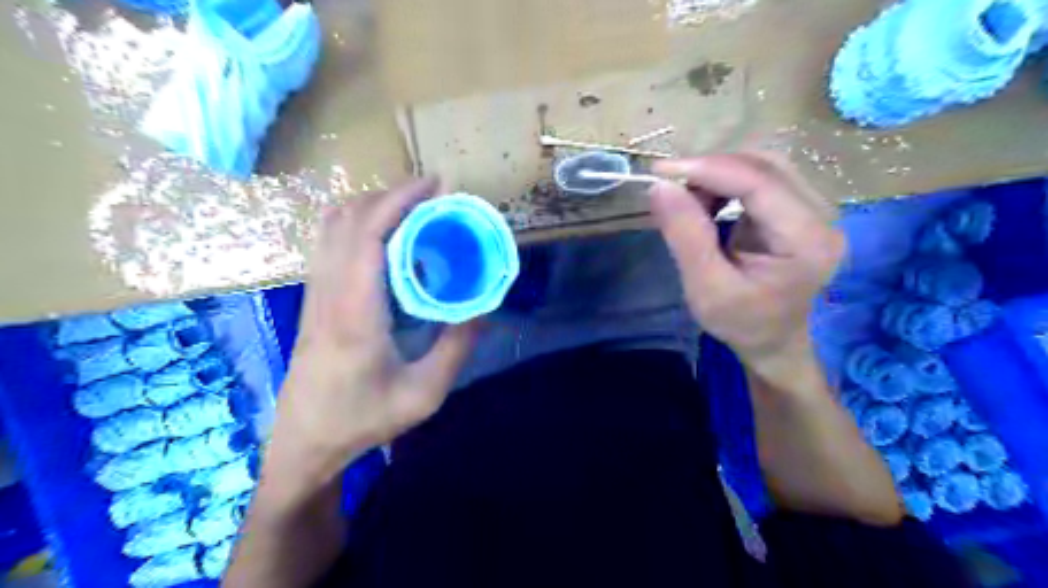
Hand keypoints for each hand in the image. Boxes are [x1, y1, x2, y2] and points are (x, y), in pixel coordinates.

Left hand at [273, 176, 476, 474]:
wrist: (306, 441)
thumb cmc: (363, 419)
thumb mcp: (424, 394)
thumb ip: (456, 348)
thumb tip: (483, 309)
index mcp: (355, 312)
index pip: (367, 234)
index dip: (399, 200)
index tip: (434, 184)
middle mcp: (329, 291)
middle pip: (348, 218)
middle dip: (391, 195)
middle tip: (434, 198)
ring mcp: (315, 292)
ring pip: (333, 226)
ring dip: (373, 206)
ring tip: (413, 211)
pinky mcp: (313, 298)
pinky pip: (331, 242)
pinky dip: (359, 223)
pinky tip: (388, 239)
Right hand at [653, 154, 844, 377]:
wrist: (773, 341)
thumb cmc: (741, 322)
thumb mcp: (705, 288)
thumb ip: (685, 235)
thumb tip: (660, 186)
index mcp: (807, 240)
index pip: (759, 182)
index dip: (708, 168)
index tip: (660, 170)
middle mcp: (823, 215)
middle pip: (765, 165)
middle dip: (712, 170)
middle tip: (672, 189)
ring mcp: (817, 209)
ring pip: (763, 166)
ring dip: (719, 175)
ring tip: (688, 200)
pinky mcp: (802, 208)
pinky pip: (763, 178)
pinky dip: (727, 183)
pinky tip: (708, 202)